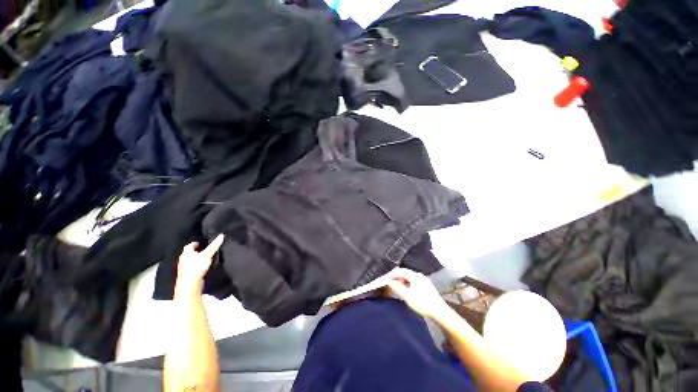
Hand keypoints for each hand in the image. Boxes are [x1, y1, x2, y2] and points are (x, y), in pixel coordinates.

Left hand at [175, 234, 224, 292]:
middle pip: (189, 253)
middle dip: (196, 251)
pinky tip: (203, 267)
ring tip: (205, 258)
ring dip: (197, 259)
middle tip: (204, 249)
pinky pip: (192, 267)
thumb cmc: (196, 267)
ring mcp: (184, 268)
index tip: (201, 243)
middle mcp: (183, 259)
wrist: (189, 284)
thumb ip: (214, 245)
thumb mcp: (208, 254)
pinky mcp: (187, 274)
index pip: (190, 245)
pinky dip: (197, 265)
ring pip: (191, 260)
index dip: (196, 243)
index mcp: (186, 253)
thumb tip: (221, 235)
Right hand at [387, 268, 449, 319]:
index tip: (385, 279)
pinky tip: (406, 290)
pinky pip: (413, 280)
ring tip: (397, 287)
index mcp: (414, 275)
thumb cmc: (422, 303)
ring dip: (402, 280)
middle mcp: (419, 275)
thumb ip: (397, 287)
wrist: (440, 312)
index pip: (400, 271)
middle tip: (389, 283)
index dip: (391, 274)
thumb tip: (389, 281)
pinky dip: (407, 283)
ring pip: (409, 277)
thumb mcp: (407, 296)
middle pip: (404, 272)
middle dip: (396, 277)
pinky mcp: (426, 285)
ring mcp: (423, 280)